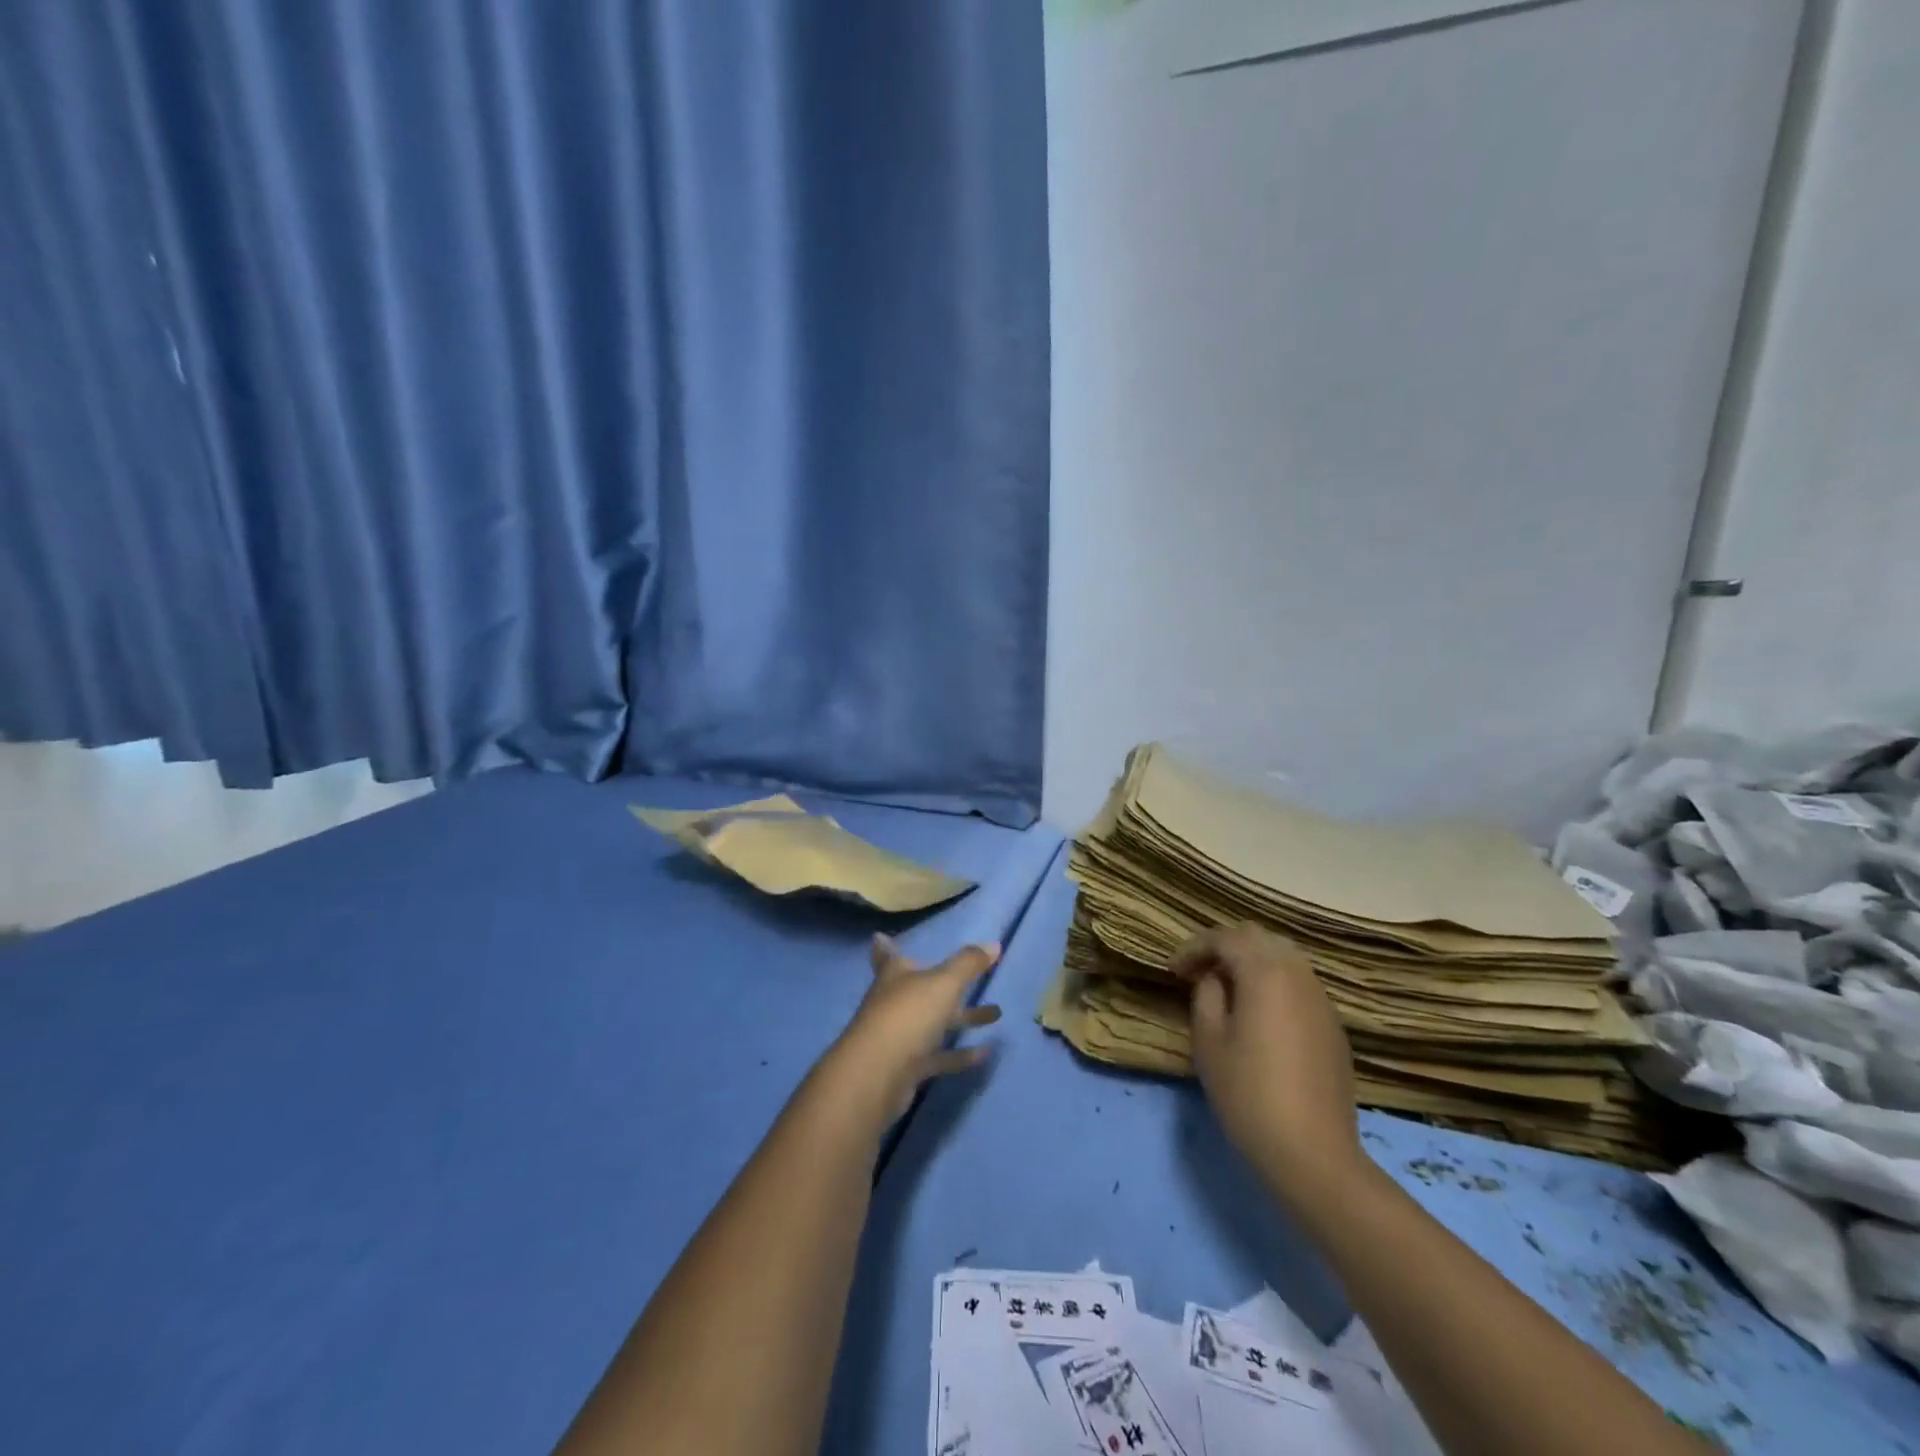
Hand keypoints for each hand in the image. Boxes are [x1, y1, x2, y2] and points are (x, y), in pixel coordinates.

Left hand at [817, 935, 1002, 1126]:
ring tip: (997, 1013)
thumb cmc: (908, 1015)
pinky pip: (939, 1057)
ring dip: (963, 1018)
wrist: (878, 1075)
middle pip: (922, 990)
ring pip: (935, 1023)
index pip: (889, 955)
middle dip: (948, 984)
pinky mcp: (907, 1068)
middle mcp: (894, 1002)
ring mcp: (899, 1036)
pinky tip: (985, 1053)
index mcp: (895, 975)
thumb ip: (969, 963)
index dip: (886, 947)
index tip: (879, 937)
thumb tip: (994, 943)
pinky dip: (960, 1054)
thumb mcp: (944, 983)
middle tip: (976, 977)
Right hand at [1171, 925, 1363, 1202]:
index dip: (1194, 948)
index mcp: (1265, 972)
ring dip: (1253, 963)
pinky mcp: (1334, 1027)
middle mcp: (1299, 975)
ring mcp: (1322, 1001)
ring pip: (1285, 958)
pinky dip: (1275, 984)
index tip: (1174, 970)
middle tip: (1200, 971)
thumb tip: (1214, 979)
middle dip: (1226, 947)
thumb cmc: (1248, 1094)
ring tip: (1229, 990)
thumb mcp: (1208, 1041)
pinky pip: (1300, 986)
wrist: (1313, 1154)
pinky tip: (1260, 1016)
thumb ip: (1207, 995)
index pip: (1225, 938)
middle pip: (1260, 938)